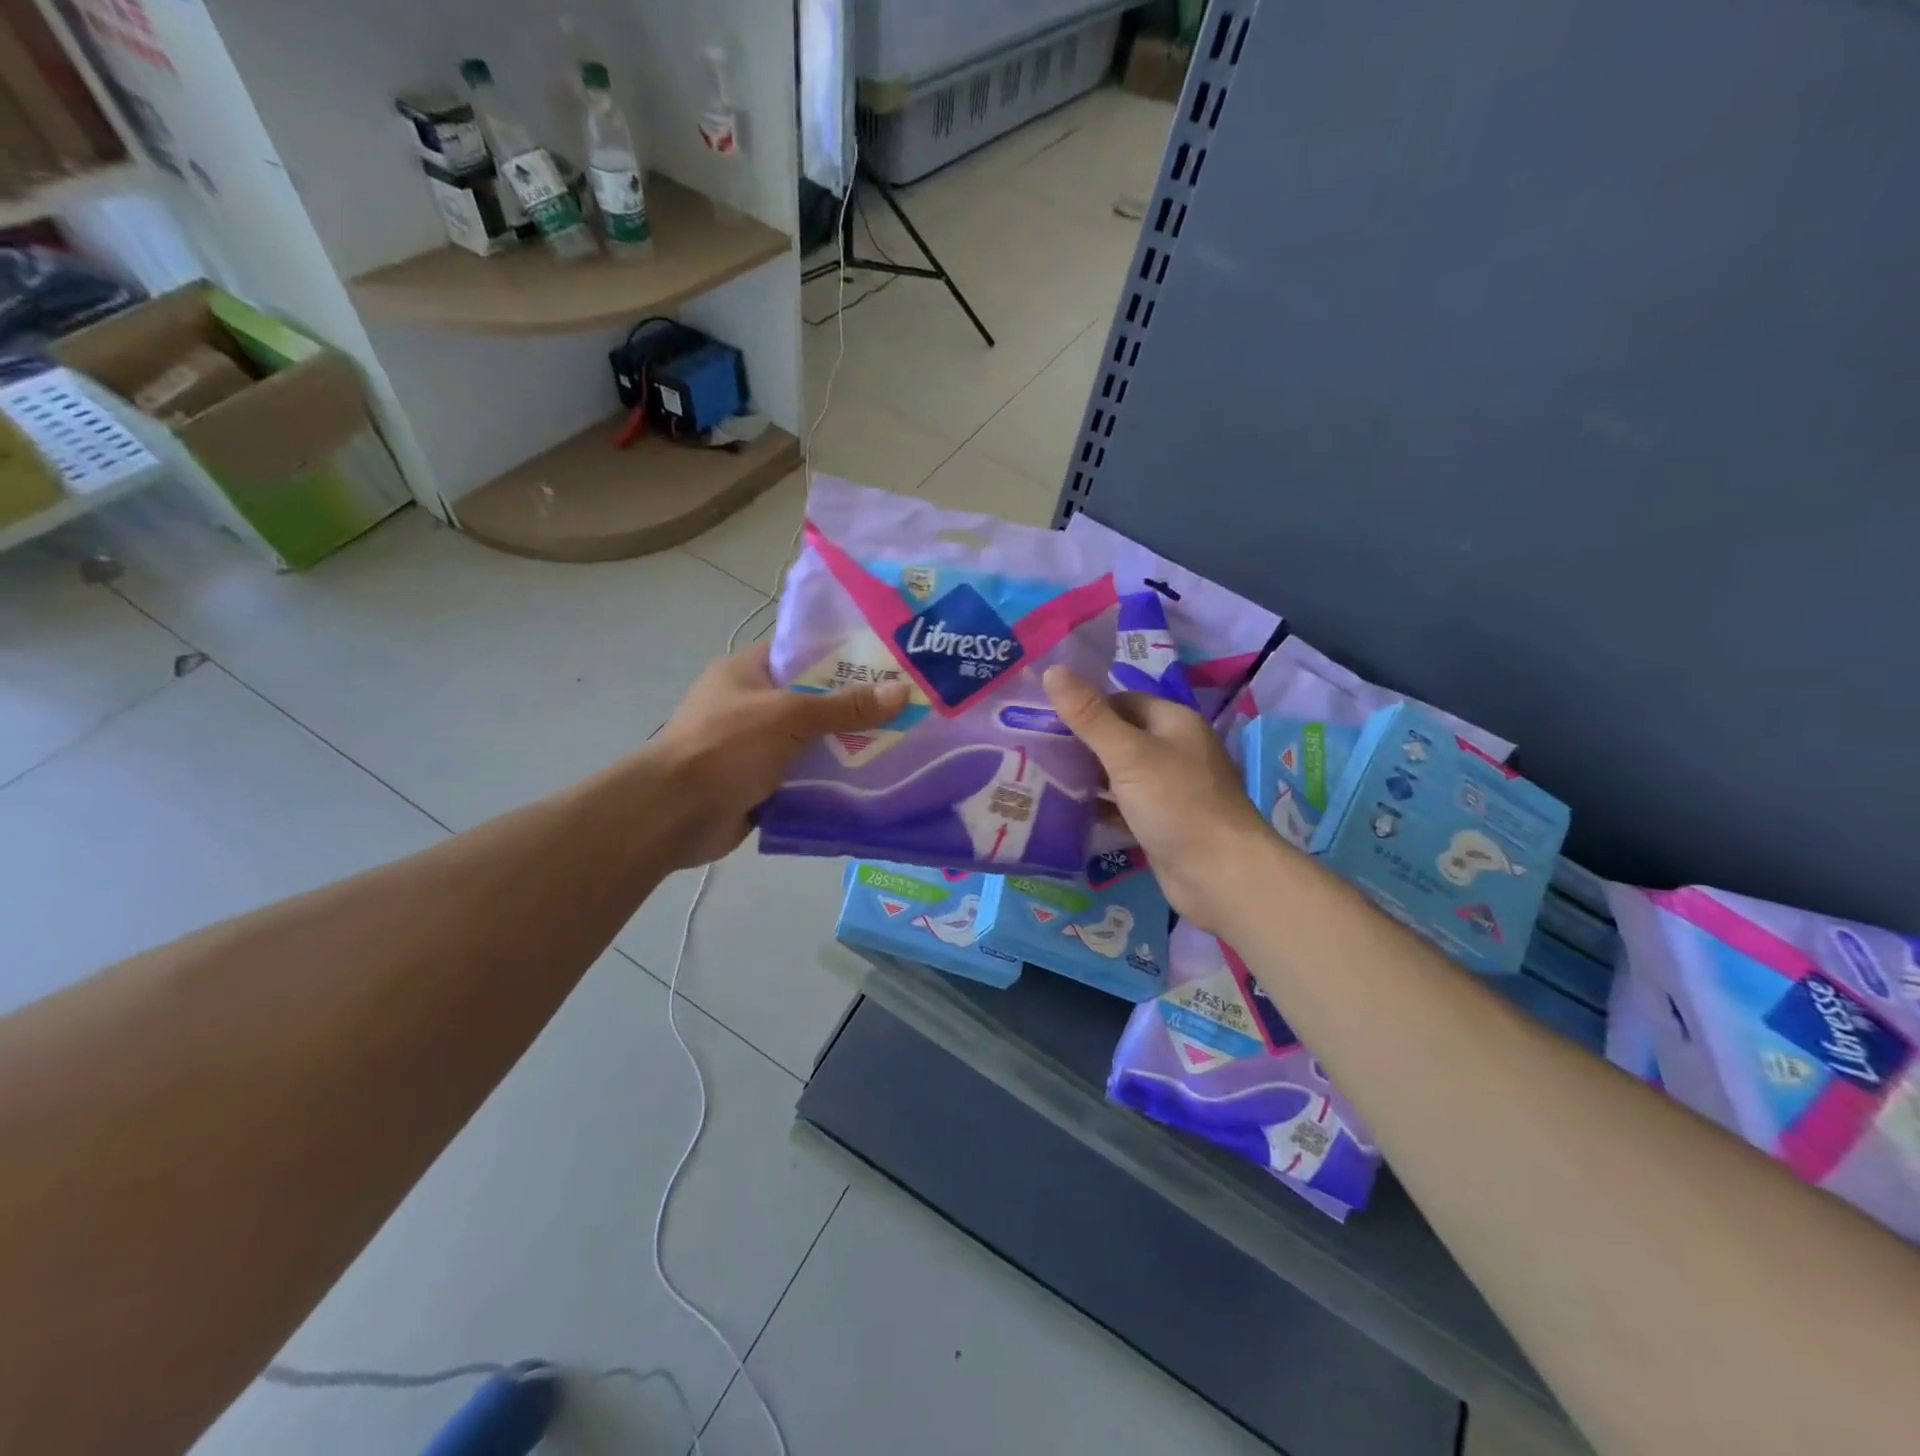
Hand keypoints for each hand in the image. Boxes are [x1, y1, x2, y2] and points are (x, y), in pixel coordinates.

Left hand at [651, 642, 907, 868]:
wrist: (675, 814)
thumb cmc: (726, 747)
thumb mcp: (790, 717)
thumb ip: (845, 706)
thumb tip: (902, 691)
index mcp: (747, 671)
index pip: (802, 652)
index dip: (843, 655)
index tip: (887, 662)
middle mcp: (751, 704)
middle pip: (812, 699)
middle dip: (854, 706)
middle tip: (904, 707)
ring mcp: (754, 746)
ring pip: (811, 741)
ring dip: (845, 746)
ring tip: (899, 743)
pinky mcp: (759, 782)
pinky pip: (804, 775)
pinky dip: (830, 779)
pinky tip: (870, 781)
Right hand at [1044, 666, 1275, 935]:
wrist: (1221, 875)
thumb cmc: (1177, 803)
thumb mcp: (1128, 754)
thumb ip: (1089, 715)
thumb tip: (1052, 669)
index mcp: (1174, 723)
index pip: (1121, 701)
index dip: (1085, 705)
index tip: (1042, 716)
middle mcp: (1174, 751)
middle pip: (1119, 737)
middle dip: (1080, 742)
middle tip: (1032, 747)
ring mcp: (1169, 790)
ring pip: (1119, 774)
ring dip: (1086, 776)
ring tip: (1038, 776)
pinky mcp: (1161, 824)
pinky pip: (1123, 806)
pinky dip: (1098, 807)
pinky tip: (1063, 811)